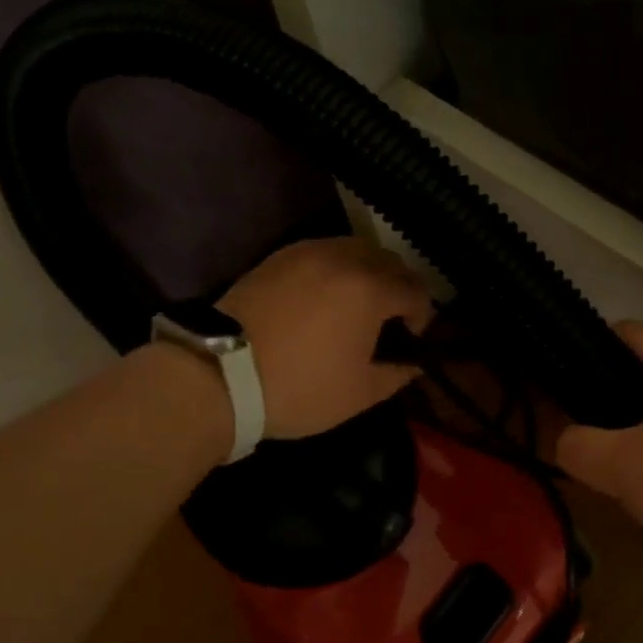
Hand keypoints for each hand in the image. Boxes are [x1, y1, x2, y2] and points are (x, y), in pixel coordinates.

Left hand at [218, 236, 435, 440]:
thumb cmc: (299, 387)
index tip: (409, 340)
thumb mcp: (359, 393)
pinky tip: (324, 298)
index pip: (416, 290)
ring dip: (368, 273)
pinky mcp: (278, 257)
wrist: (220, 376)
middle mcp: (343, 258)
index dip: (422, 316)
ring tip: (356, 306)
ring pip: (356, 249)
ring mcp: (307, 252)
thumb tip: (413, 362)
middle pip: (390, 261)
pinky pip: (323, 252)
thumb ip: (398, 373)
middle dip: (399, 288)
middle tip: (388, 321)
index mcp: (370, 289)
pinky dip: (336, 269)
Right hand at [554, 323, 642, 598]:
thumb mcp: (622, 467)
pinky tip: (642, 493)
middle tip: (571, 431)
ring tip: (600, 466)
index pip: (626, 332)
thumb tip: (565, 440)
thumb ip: (577, 447)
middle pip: (640, 375)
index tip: (555, 377)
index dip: (586, 344)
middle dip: (602, 400)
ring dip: (629, 437)